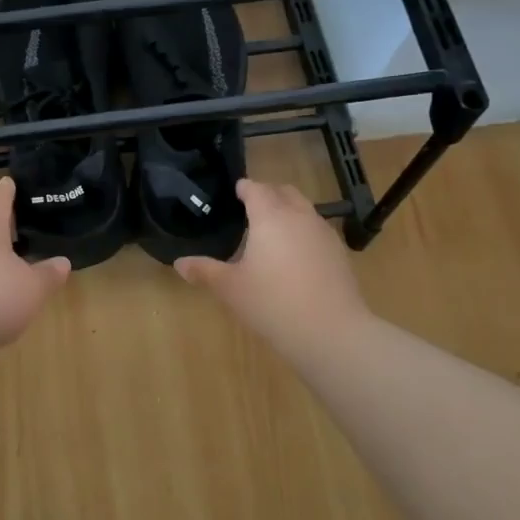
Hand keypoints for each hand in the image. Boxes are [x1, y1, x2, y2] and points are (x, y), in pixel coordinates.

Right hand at [175, 179, 370, 359]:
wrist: (331, 332)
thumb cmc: (272, 303)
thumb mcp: (230, 288)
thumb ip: (204, 271)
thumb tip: (180, 263)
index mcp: (270, 216)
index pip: (256, 189)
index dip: (244, 188)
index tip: (235, 191)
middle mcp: (300, 216)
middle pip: (284, 192)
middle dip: (268, 194)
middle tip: (251, 208)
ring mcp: (324, 234)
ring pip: (304, 210)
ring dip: (288, 211)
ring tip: (272, 232)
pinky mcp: (339, 254)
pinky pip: (317, 230)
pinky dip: (303, 232)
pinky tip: (295, 256)